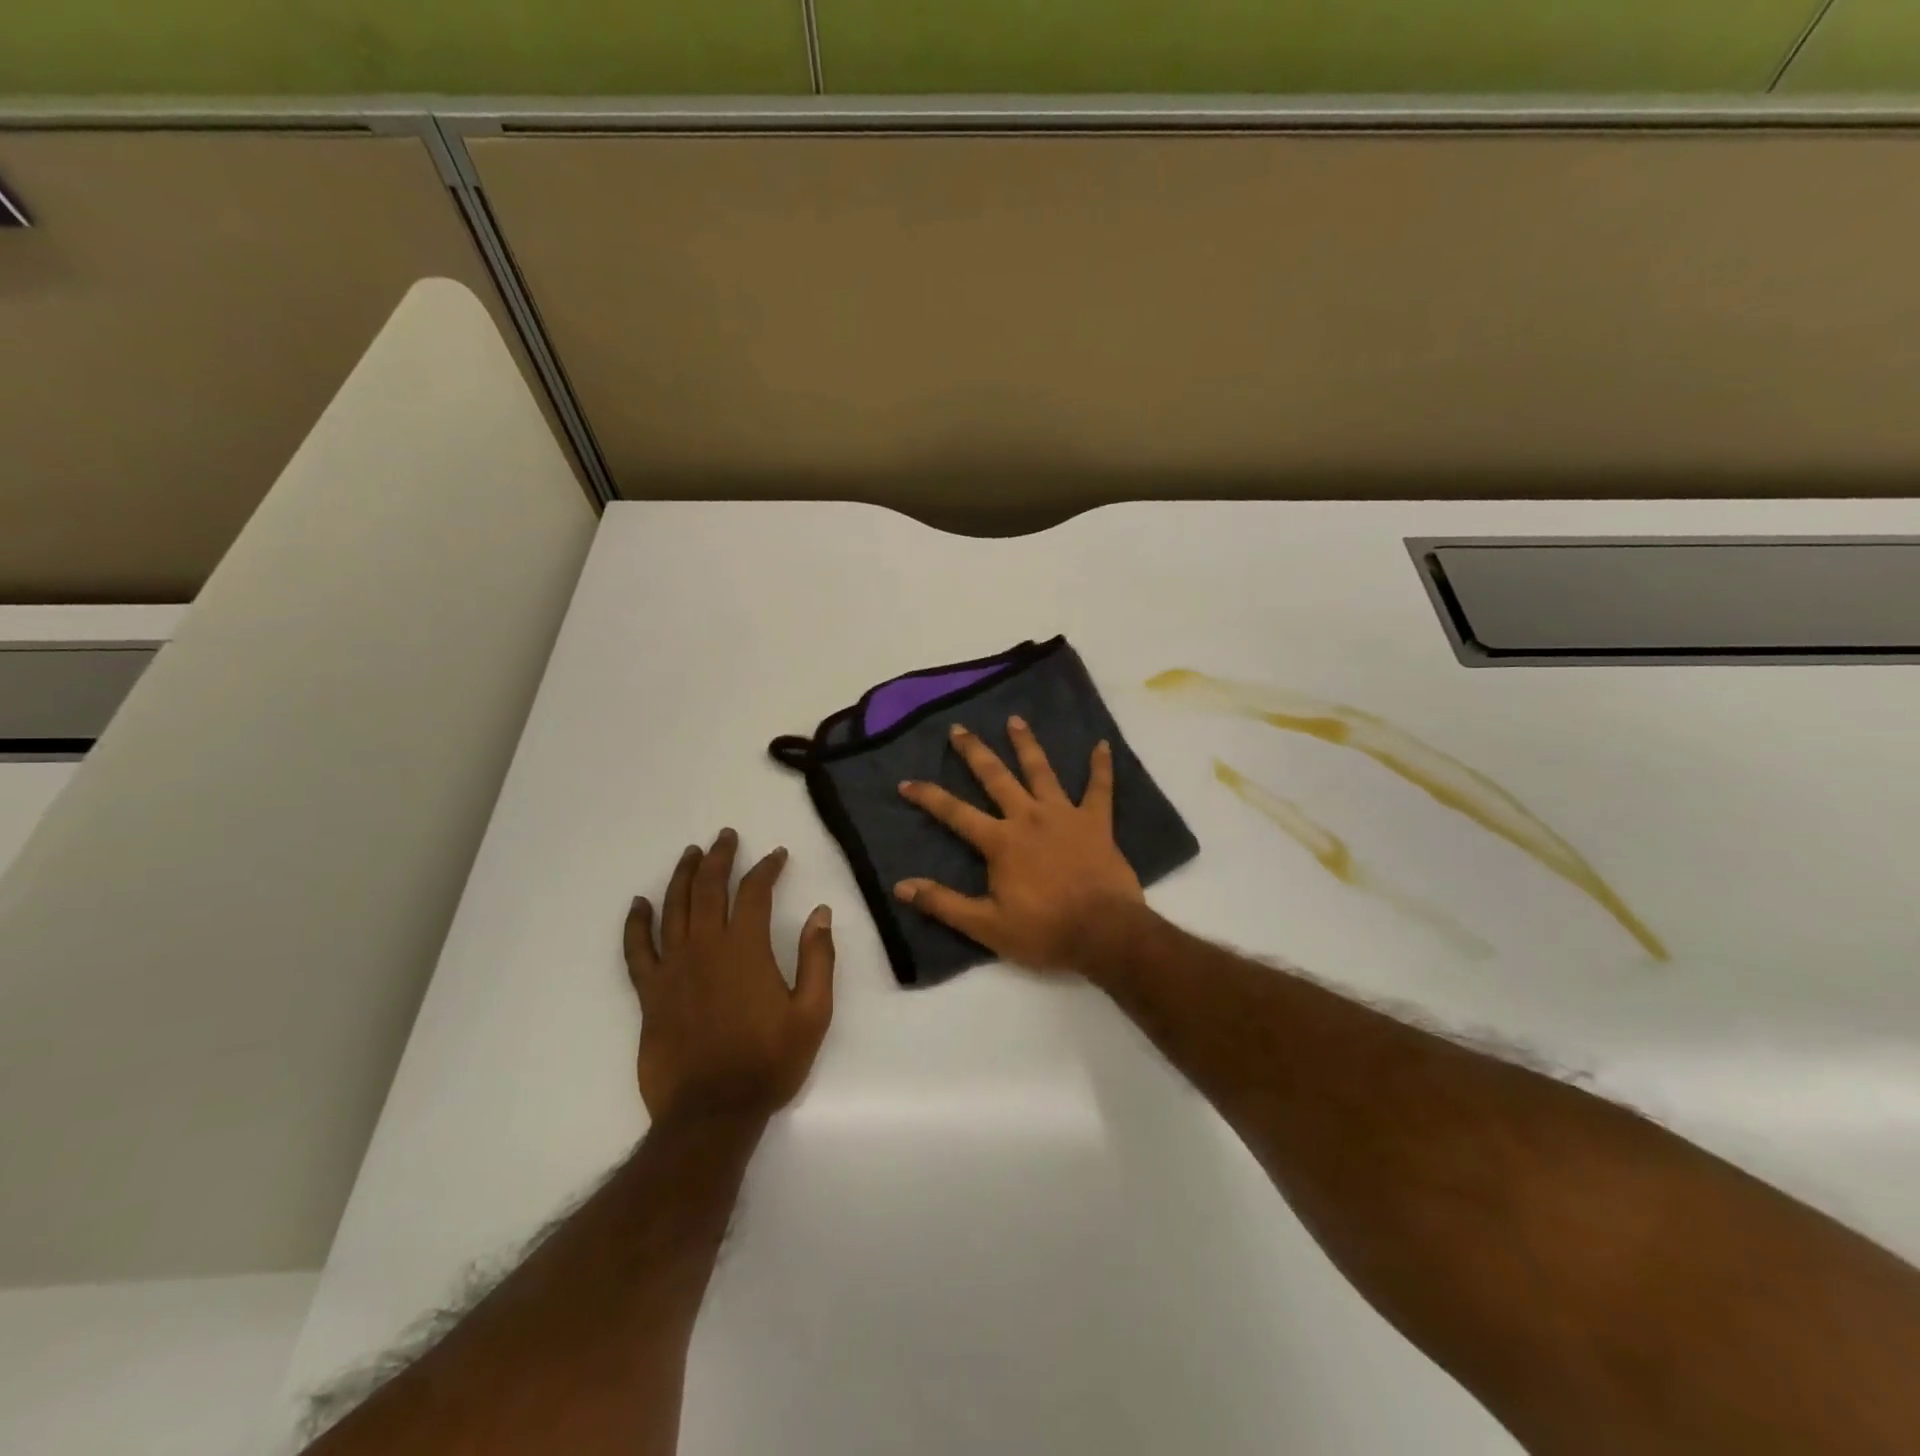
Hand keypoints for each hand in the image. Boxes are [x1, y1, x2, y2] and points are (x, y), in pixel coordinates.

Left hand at [624, 830, 835, 1124]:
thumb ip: (818, 959)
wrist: (712, 1112)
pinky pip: (637, 949)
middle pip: (709, 889)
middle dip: (719, 858)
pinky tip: (639, 904)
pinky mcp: (650, 993)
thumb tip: (821, 913)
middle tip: (726, 837)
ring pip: (673, 908)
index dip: (767, 868)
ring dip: (682, 876)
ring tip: (691, 854)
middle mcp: (705, 947)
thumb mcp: (813, 1013)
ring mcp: (673, 968)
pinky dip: (636, 923)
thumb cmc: (768, 1062)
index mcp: (746, 949)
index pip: (754, 892)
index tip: (777, 856)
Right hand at [895, 719, 1144, 973]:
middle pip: (996, 777)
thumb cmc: (1044, 931)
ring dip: (1027, 744)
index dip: (929, 797)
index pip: (955, 813)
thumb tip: (901, 886)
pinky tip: (1102, 745)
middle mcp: (1028, 817)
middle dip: (975, 752)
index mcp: (1001, 841)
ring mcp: (1064, 815)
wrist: (1104, 933)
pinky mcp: (1096, 822)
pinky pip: (1100, 788)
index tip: (906, 782)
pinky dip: (1101, 767)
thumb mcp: (986, 926)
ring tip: (1015, 720)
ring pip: (1042, 771)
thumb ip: (943, 903)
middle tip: (959, 728)